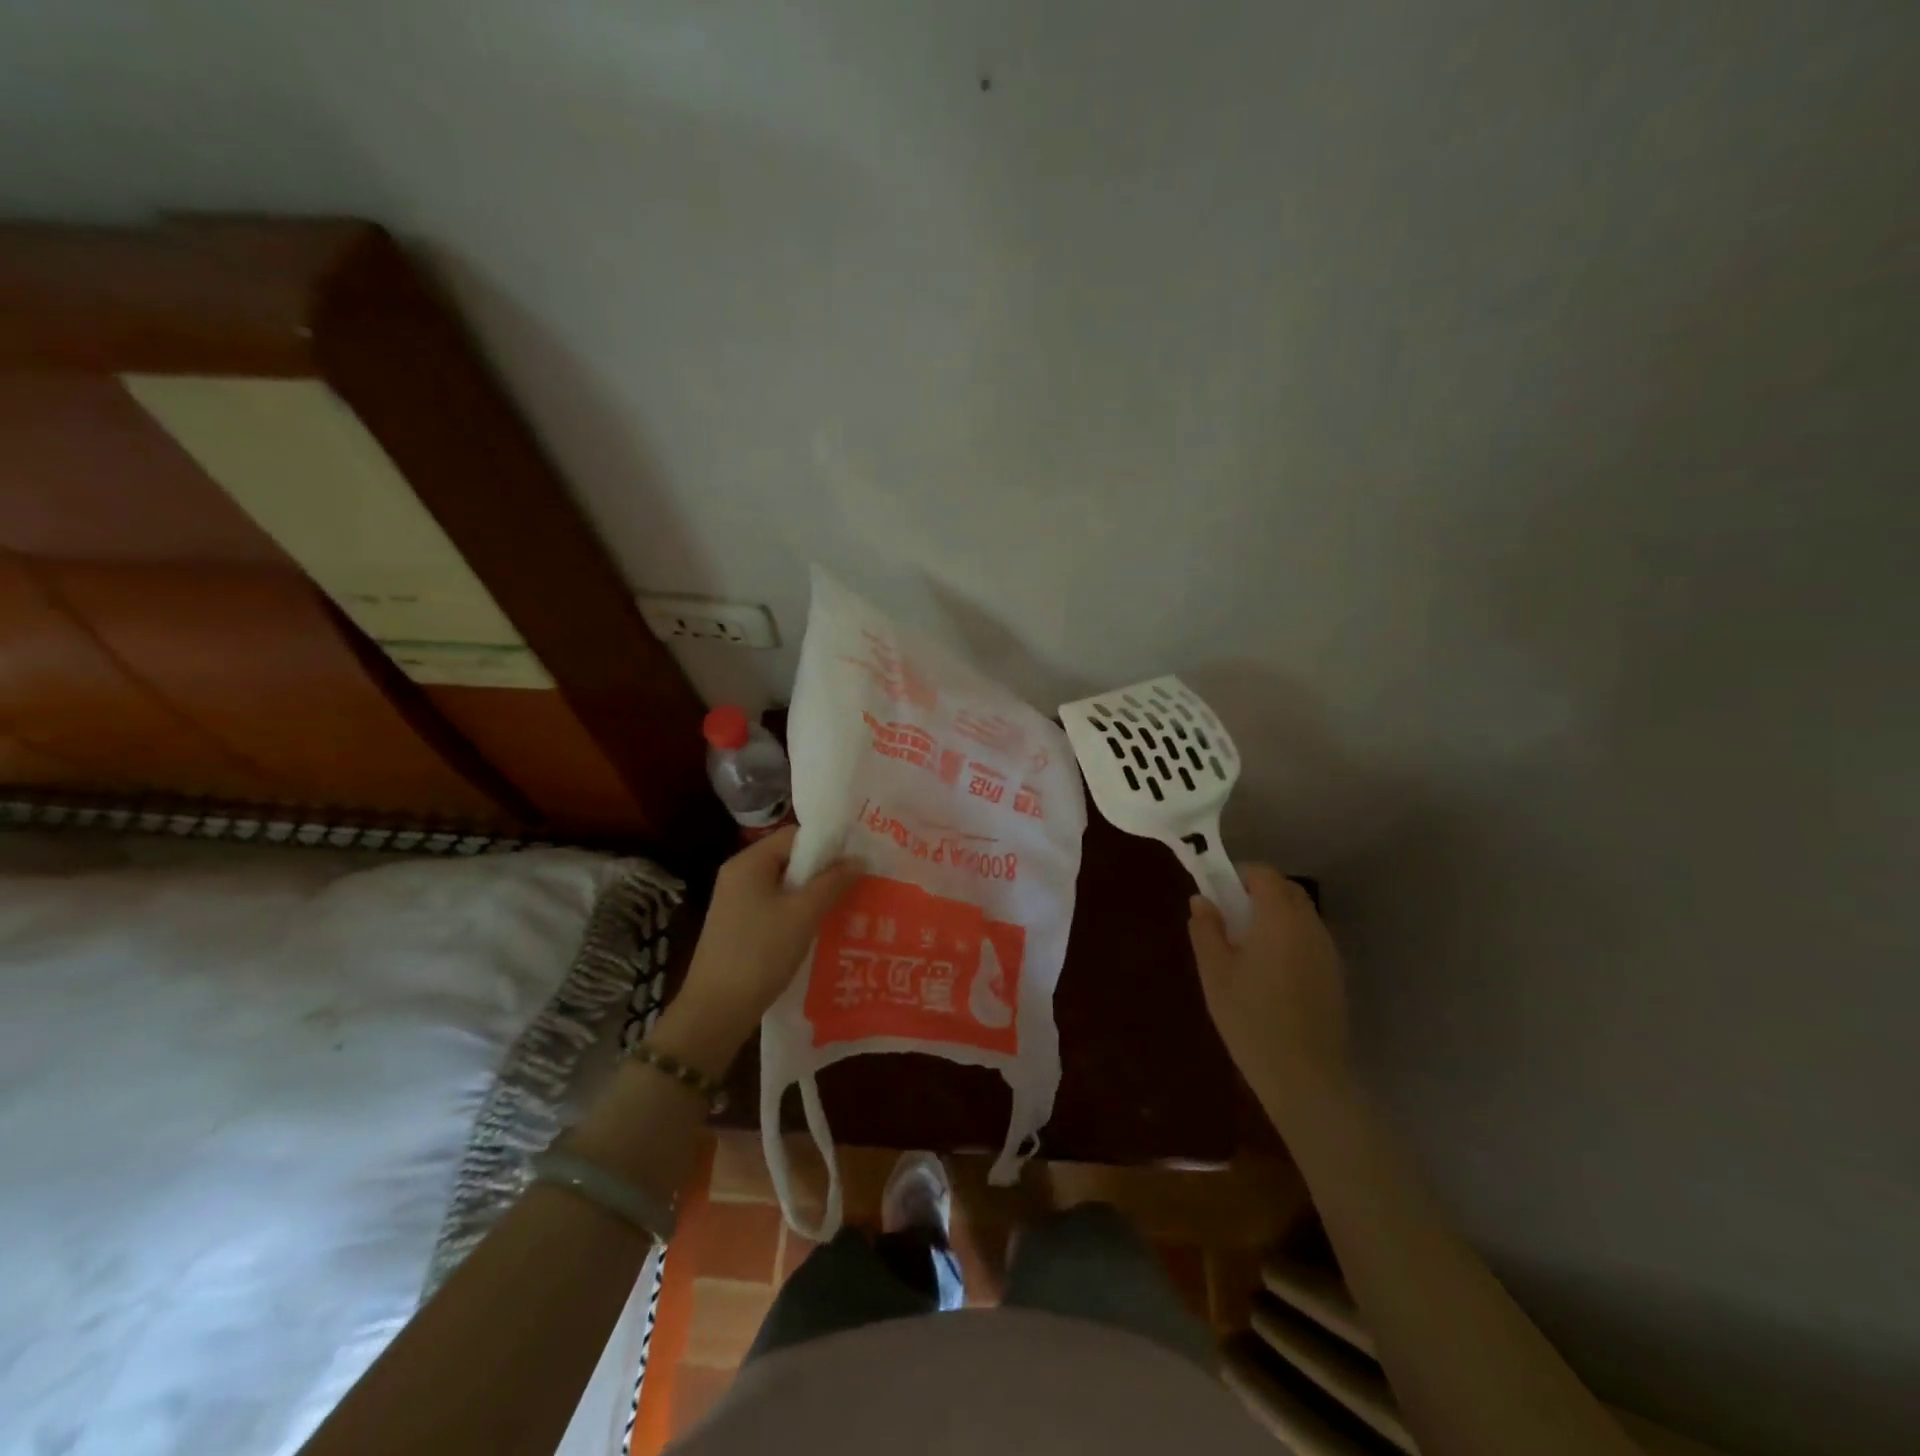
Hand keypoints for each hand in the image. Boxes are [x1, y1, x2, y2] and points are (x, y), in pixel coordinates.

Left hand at [657, 826, 862, 1075]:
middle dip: (822, 870)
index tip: (856, 860)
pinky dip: (797, 912)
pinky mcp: (737, 927)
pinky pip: (774, 907)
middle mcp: (738, 875)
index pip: (794, 836)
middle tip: (856, 883)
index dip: (827, 844)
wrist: (715, 1011)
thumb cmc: (760, 953)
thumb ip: (833, 882)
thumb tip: (859, 859)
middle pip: (789, 859)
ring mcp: (735, 902)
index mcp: (748, 863)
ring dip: (812, 894)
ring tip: (844, 906)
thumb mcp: (803, 914)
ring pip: (783, 885)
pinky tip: (818, 928)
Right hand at [1188, 866, 1351, 1119]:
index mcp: (1279, 918)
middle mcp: (1310, 925)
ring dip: (1274, 917)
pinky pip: (1310, 939)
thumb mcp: (1215, 972)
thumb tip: (1202, 900)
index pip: (1263, 874)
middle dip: (1257, 894)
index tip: (1217, 896)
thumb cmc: (1251, 1019)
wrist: (1305, 1076)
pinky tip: (1271, 974)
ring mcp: (1328, 950)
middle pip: (1286, 890)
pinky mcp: (1335, 974)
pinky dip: (1289, 939)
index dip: (1238, 876)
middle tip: (1229, 921)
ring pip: (1300, 915)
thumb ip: (1206, 929)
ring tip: (1247, 950)